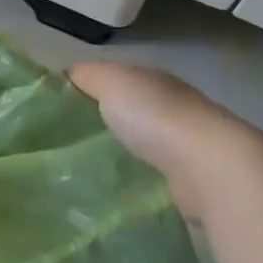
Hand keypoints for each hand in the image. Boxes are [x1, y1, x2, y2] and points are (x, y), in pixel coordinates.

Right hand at [70, 61, 249, 217]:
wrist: (206, 166)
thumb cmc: (154, 116)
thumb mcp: (111, 82)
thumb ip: (88, 76)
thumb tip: (67, 75)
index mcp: (152, 79)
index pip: (114, 78)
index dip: (86, 90)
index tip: (55, 111)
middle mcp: (171, 106)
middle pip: (128, 110)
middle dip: (101, 123)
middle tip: (62, 143)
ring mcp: (183, 143)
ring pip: (140, 142)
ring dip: (120, 151)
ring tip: (84, 168)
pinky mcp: (187, 178)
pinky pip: (152, 172)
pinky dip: (136, 176)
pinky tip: (115, 187)